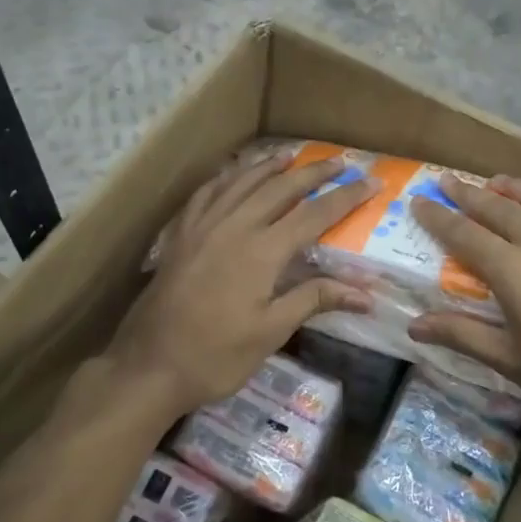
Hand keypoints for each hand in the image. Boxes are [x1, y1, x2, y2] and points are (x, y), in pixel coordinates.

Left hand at [103, 149, 374, 425]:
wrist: (149, 365)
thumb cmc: (215, 356)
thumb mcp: (270, 333)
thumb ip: (314, 300)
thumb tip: (365, 294)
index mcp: (262, 251)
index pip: (313, 215)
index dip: (345, 198)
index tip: (371, 182)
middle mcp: (234, 227)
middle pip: (280, 188)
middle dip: (312, 172)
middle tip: (339, 162)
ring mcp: (202, 227)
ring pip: (241, 183)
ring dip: (269, 167)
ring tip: (290, 156)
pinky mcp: (180, 235)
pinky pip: (206, 194)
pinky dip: (226, 178)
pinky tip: (232, 176)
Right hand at [408, 175, 520, 461]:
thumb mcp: (512, 363)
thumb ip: (462, 336)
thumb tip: (414, 326)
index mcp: (514, 272)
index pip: (465, 234)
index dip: (438, 217)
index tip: (418, 200)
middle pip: (500, 209)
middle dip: (469, 194)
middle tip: (447, 180)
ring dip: (516, 188)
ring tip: (497, 181)